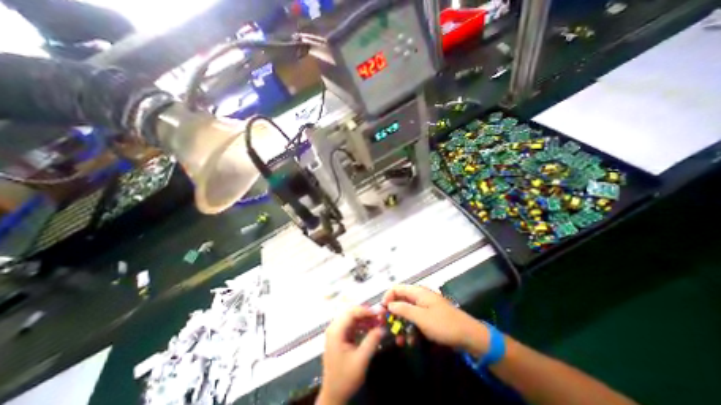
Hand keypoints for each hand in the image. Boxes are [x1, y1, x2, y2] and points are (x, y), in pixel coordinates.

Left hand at [316, 307, 381, 404]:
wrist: (333, 395)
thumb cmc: (345, 378)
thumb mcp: (361, 360)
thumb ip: (371, 342)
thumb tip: (382, 328)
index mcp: (336, 331)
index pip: (351, 312)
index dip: (366, 310)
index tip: (379, 313)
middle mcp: (334, 327)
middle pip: (351, 312)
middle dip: (366, 313)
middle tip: (379, 317)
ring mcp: (337, 331)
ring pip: (352, 317)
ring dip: (365, 318)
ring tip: (377, 323)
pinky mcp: (340, 336)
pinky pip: (352, 324)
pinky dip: (362, 324)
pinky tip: (371, 329)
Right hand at [383, 285, 489, 357]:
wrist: (469, 336)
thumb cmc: (443, 324)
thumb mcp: (421, 317)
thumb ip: (403, 309)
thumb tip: (388, 304)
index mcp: (417, 292)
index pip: (396, 288)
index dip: (387, 297)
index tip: (381, 311)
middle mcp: (419, 297)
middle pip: (400, 300)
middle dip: (393, 313)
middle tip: (387, 327)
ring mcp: (424, 307)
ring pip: (407, 312)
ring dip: (401, 324)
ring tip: (399, 340)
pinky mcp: (429, 317)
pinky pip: (415, 320)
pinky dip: (411, 329)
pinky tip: (410, 341)